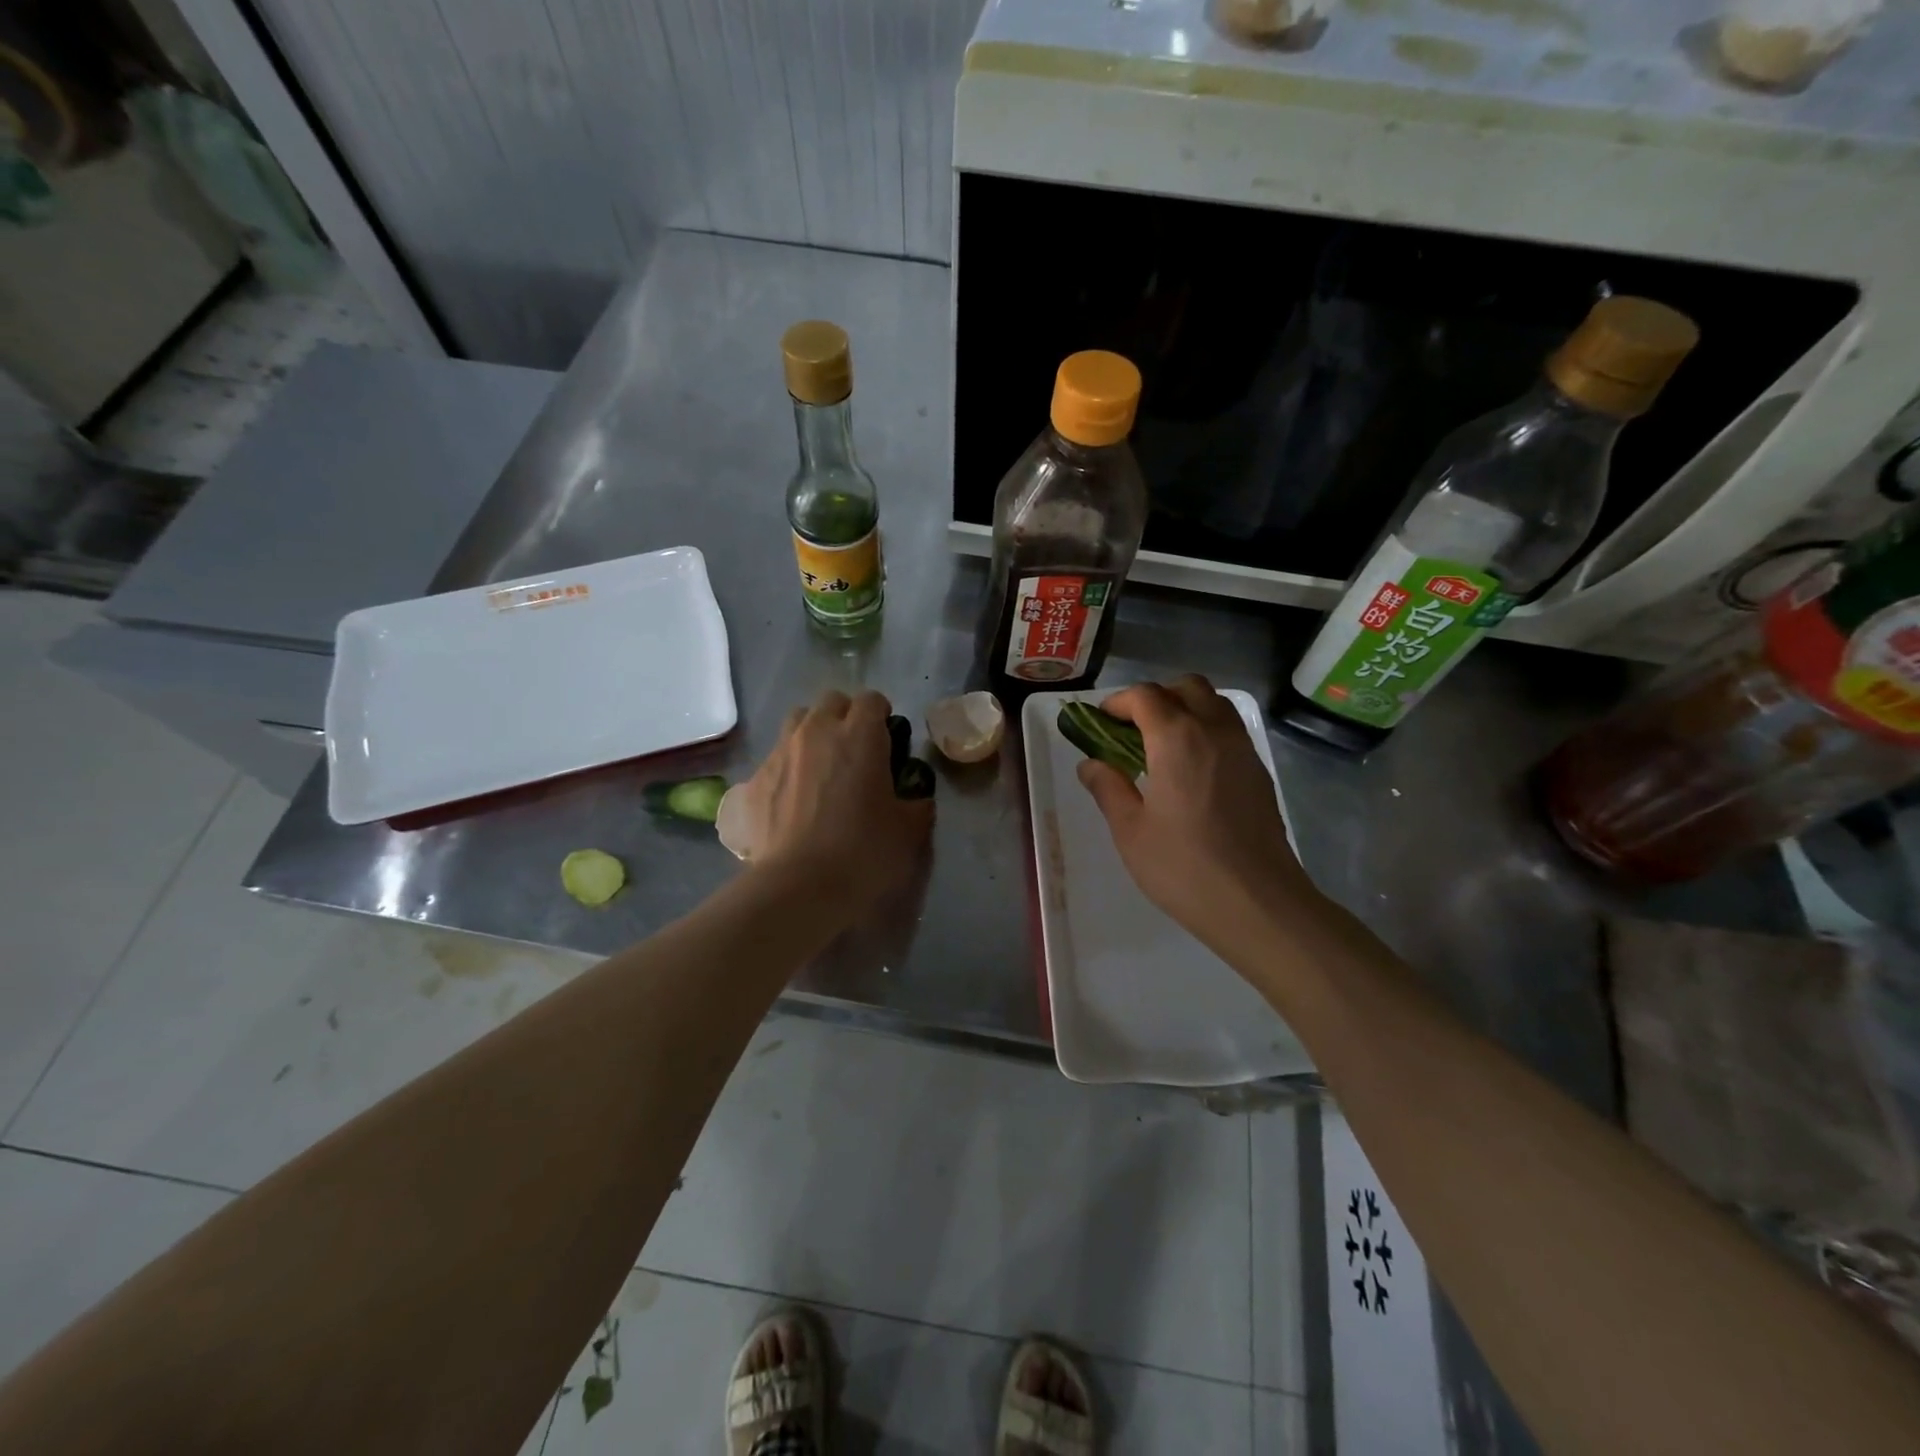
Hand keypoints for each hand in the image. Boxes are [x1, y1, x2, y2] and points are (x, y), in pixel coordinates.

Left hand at [746, 690, 932, 917]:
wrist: (798, 887)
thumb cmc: (863, 853)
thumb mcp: (909, 832)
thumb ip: (917, 805)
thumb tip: (916, 800)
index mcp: (860, 736)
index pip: (872, 700)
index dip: (882, 716)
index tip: (889, 740)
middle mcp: (817, 732)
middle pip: (832, 701)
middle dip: (846, 717)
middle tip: (857, 751)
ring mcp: (781, 752)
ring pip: (798, 721)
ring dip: (814, 733)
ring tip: (823, 766)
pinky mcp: (755, 779)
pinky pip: (776, 756)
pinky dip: (789, 765)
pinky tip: (796, 797)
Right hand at [1077, 676, 1317, 945]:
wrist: (1258, 903)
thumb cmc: (1183, 867)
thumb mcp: (1130, 830)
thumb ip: (1108, 788)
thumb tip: (1090, 764)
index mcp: (1177, 739)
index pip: (1146, 696)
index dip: (1119, 702)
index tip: (1101, 723)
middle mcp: (1214, 731)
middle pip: (1186, 687)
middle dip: (1155, 697)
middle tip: (1132, 729)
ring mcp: (1243, 749)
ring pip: (1214, 704)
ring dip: (1185, 709)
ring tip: (1161, 746)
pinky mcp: (1259, 772)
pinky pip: (1230, 730)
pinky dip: (1206, 730)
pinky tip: (1191, 770)